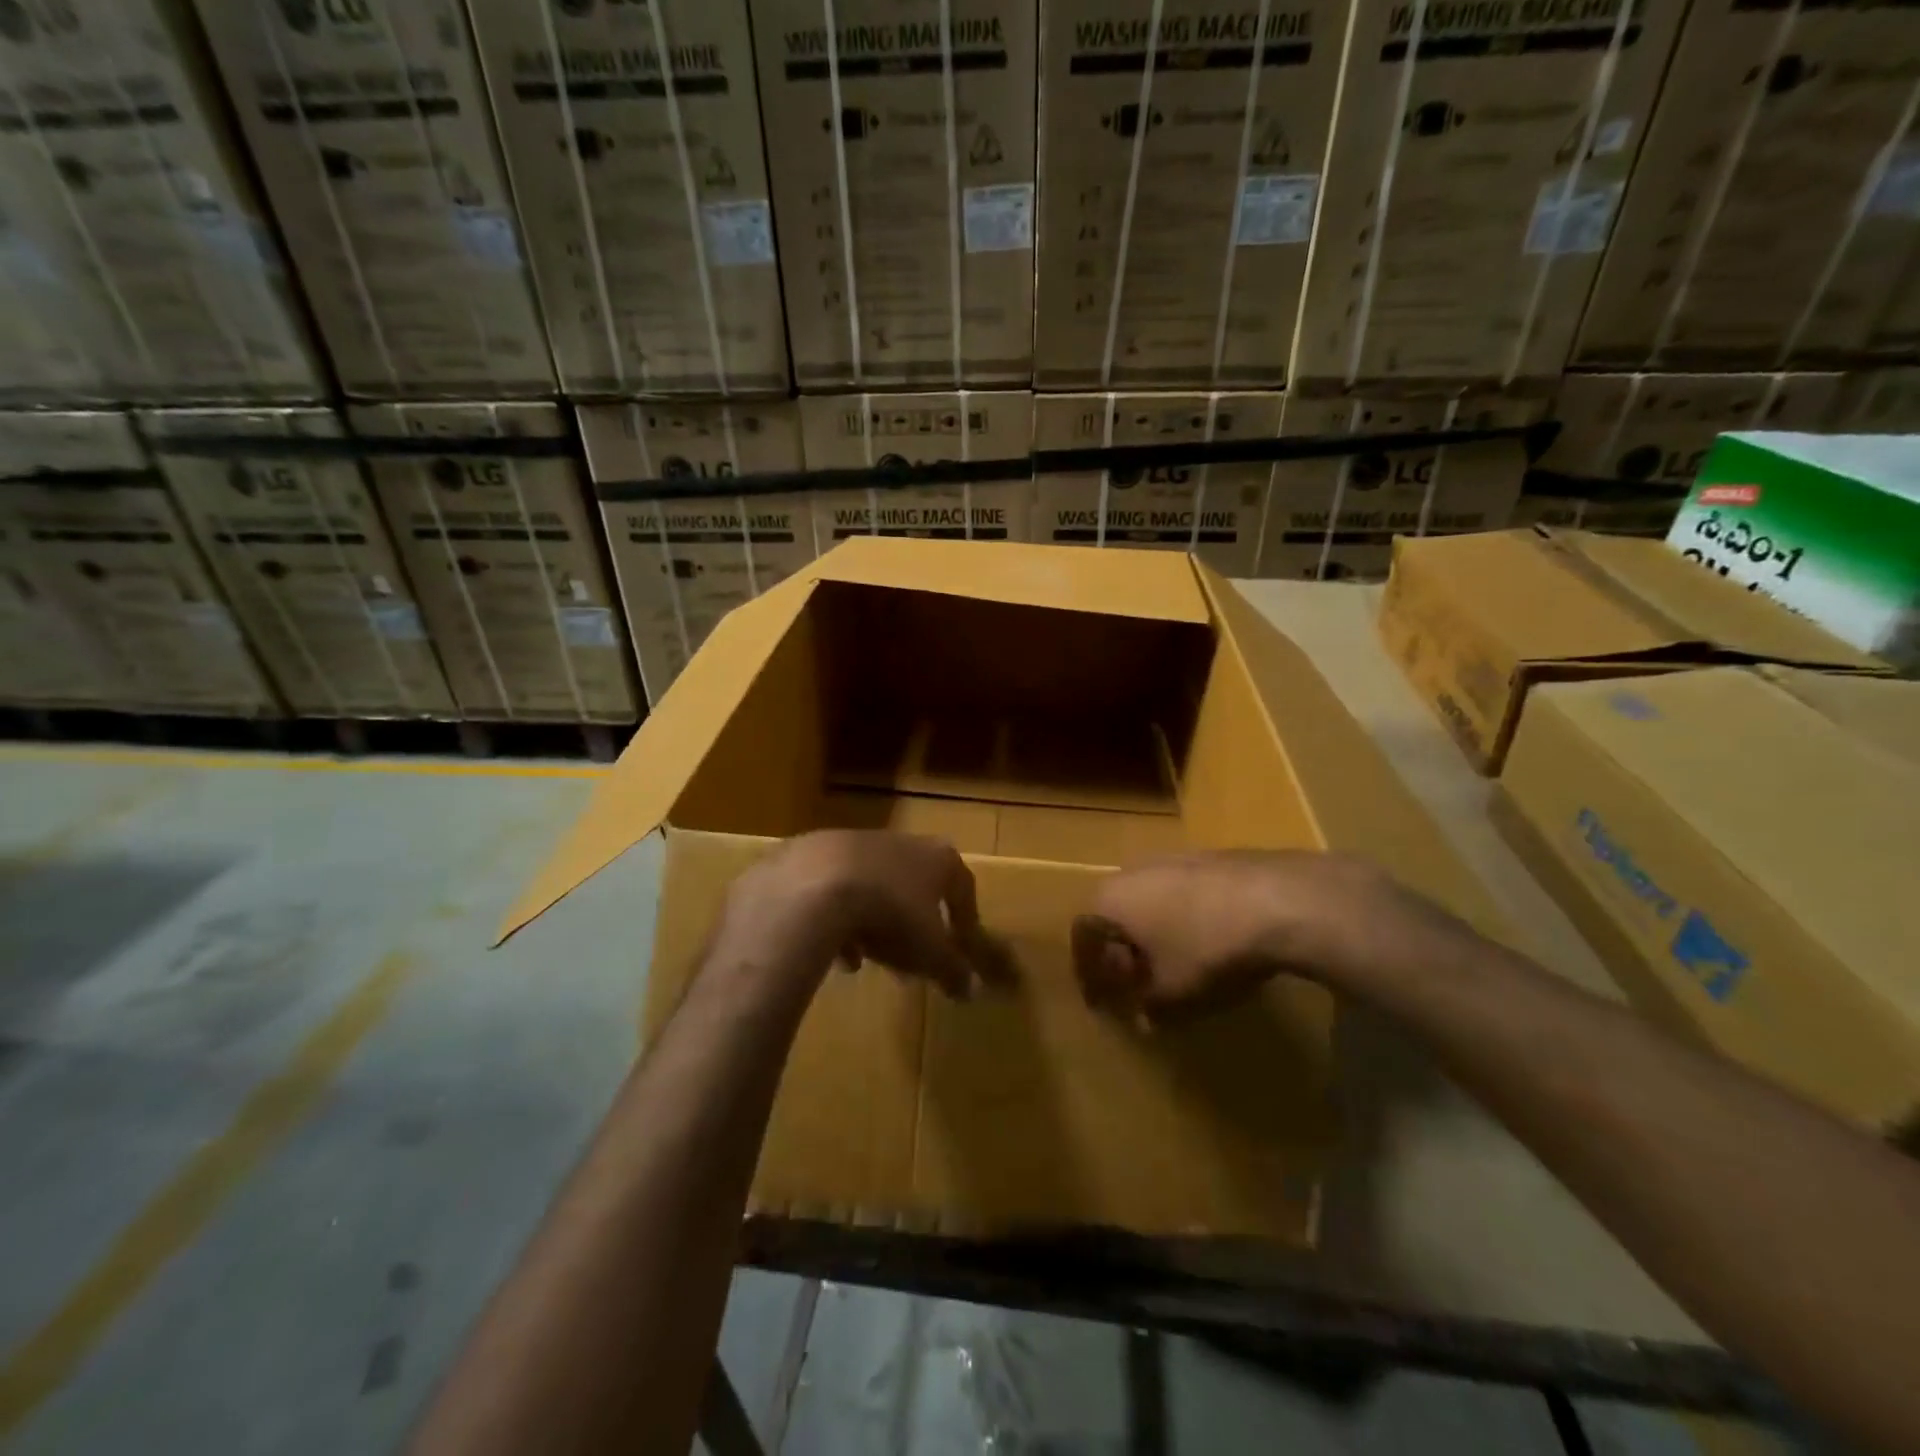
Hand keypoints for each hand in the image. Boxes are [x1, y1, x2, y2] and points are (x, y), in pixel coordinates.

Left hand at [706, 830, 985, 1004]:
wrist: (816, 887)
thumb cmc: (892, 915)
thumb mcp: (930, 953)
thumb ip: (953, 970)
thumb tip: (970, 990)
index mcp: (938, 857)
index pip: (962, 886)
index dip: (965, 920)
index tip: (962, 947)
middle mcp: (901, 841)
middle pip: (915, 884)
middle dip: (914, 922)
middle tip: (911, 958)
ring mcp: (855, 842)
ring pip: (873, 886)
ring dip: (874, 921)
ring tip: (868, 959)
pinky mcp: (815, 852)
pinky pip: (835, 890)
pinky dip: (837, 918)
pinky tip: (834, 952)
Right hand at [1073, 850, 1475, 1019]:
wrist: (1282, 900)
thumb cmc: (1208, 948)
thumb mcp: (1173, 994)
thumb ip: (1149, 1007)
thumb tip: (1144, 1017)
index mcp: (1112, 899)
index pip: (1083, 935)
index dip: (1088, 972)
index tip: (1099, 1000)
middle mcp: (1134, 870)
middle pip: (1116, 913)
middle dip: (1122, 949)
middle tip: (1136, 981)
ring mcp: (1176, 857)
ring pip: (1151, 900)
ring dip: (1155, 933)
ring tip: (1175, 964)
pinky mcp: (1213, 857)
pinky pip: (1183, 893)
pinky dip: (1185, 919)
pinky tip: (1212, 942)